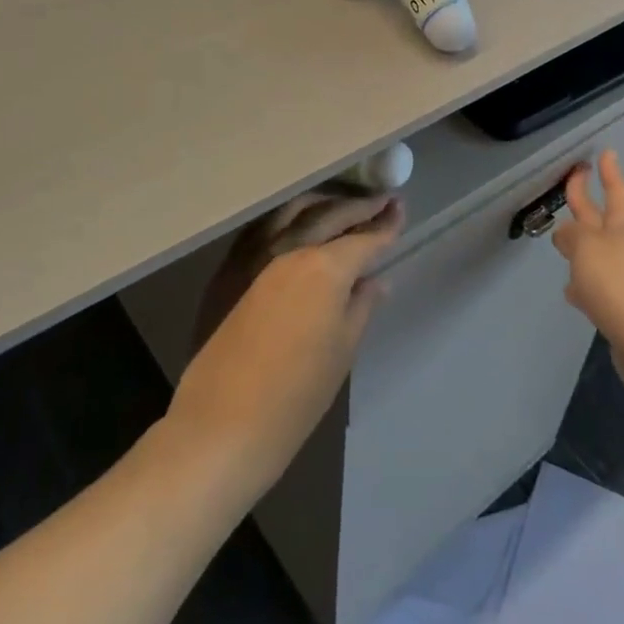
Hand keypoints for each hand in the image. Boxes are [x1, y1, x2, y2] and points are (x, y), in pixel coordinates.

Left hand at [170, 194, 402, 493]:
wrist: (223, 424)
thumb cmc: (296, 396)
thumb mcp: (342, 351)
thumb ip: (361, 306)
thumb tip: (375, 280)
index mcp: (325, 268)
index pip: (363, 238)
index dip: (385, 224)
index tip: (400, 208)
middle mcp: (291, 250)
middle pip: (330, 215)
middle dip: (360, 207)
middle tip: (382, 199)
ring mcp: (255, 256)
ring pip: (294, 212)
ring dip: (323, 203)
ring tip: (343, 204)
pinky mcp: (229, 269)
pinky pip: (265, 227)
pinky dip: (288, 216)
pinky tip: (297, 221)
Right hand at [551, 152, 623, 406]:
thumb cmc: (619, 284)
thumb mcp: (587, 247)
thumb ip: (572, 235)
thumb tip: (566, 234)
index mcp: (623, 226)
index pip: (616, 190)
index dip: (609, 172)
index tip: (605, 153)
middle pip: (603, 218)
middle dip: (587, 201)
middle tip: (573, 181)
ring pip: (598, 253)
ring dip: (582, 246)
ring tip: (562, 242)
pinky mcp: (622, 308)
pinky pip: (598, 286)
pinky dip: (584, 284)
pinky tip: (572, 292)